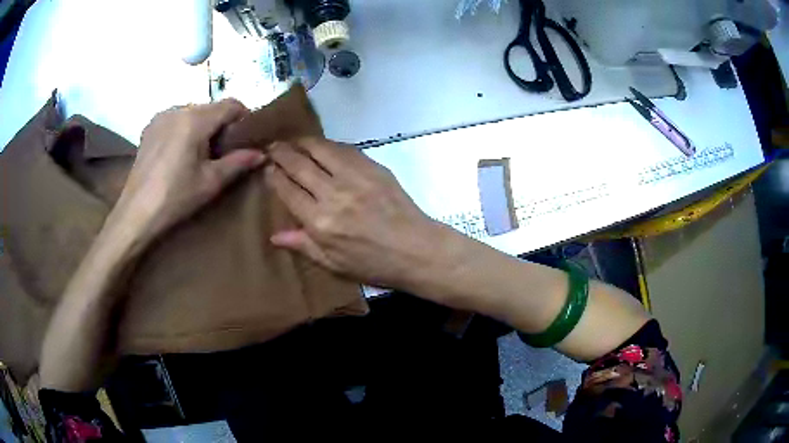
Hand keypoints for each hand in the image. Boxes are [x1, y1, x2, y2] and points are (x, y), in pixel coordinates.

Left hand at [111, 99, 264, 241]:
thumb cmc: (175, 198)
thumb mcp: (211, 182)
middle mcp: (178, 109)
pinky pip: (176, 119)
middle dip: (220, 125)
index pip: (231, 104)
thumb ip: (238, 163)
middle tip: (221, 153)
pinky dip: (184, 129)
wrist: (136, 213)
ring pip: (193, 113)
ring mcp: (161, 116)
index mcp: (195, 119)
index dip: (243, 119)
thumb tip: (262, 153)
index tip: (244, 140)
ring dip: (202, 127)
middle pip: (211, 108)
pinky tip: (178, 153)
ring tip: (197, 155)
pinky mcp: (150, 126)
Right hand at [265, 138, 450, 288]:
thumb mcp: (334, 264)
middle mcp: (334, 194)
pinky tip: (321, 146)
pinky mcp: (373, 167)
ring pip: (320, 149)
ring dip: (302, 142)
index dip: (274, 176)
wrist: (417, 249)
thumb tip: (274, 235)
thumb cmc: (374, 263)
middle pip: (299, 164)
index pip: (287, 190)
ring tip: (292, 141)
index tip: (266, 168)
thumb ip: (303, 245)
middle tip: (272, 146)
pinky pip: (344, 149)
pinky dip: (328, 145)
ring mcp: (356, 177)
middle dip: (281, 152)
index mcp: (320, 223)